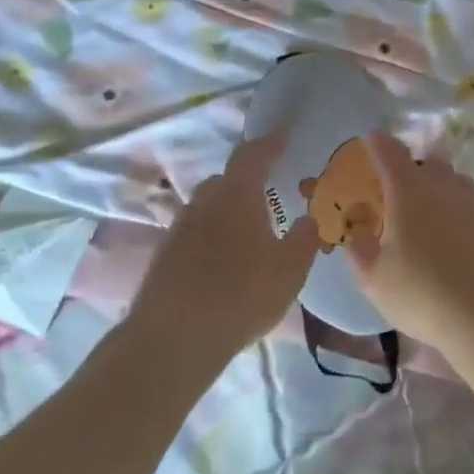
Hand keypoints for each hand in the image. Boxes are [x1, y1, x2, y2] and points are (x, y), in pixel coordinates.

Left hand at [129, 136, 319, 349]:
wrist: (173, 339)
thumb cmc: (241, 296)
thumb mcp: (290, 270)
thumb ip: (305, 239)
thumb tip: (309, 217)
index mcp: (237, 196)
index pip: (252, 155)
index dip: (270, 142)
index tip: (284, 134)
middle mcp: (204, 203)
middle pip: (226, 180)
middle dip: (248, 181)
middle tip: (270, 194)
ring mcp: (179, 229)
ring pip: (209, 208)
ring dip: (229, 211)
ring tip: (250, 231)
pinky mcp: (164, 256)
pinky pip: (196, 233)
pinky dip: (213, 236)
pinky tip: (226, 261)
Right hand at [345, 133, 473, 342]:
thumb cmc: (422, 294)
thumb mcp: (374, 279)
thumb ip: (360, 251)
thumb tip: (357, 234)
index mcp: (409, 194)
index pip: (391, 154)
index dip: (380, 143)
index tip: (373, 139)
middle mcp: (445, 190)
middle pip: (429, 163)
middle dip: (414, 168)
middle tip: (401, 189)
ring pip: (457, 182)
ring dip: (442, 187)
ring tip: (431, 212)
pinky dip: (462, 215)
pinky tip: (458, 241)